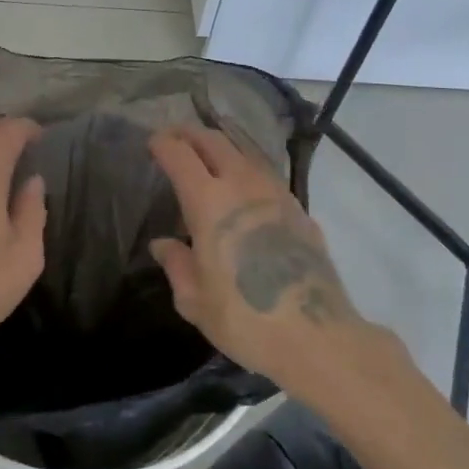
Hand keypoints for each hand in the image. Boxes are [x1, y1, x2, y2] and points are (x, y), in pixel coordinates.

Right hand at [148, 125, 371, 393]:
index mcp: (208, 202)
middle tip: (176, 138)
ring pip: (244, 150)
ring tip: (208, 152)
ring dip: (221, 144)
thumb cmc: (245, 319)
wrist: (316, 335)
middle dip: (190, 134)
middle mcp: (242, 185)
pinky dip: (246, 165)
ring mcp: (276, 193)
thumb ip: (176, 264)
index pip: (180, 154)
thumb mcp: (195, 300)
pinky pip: (266, 172)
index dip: (163, 143)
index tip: (153, 143)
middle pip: (213, 140)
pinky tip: (244, 183)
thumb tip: (163, 245)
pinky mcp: (299, 208)